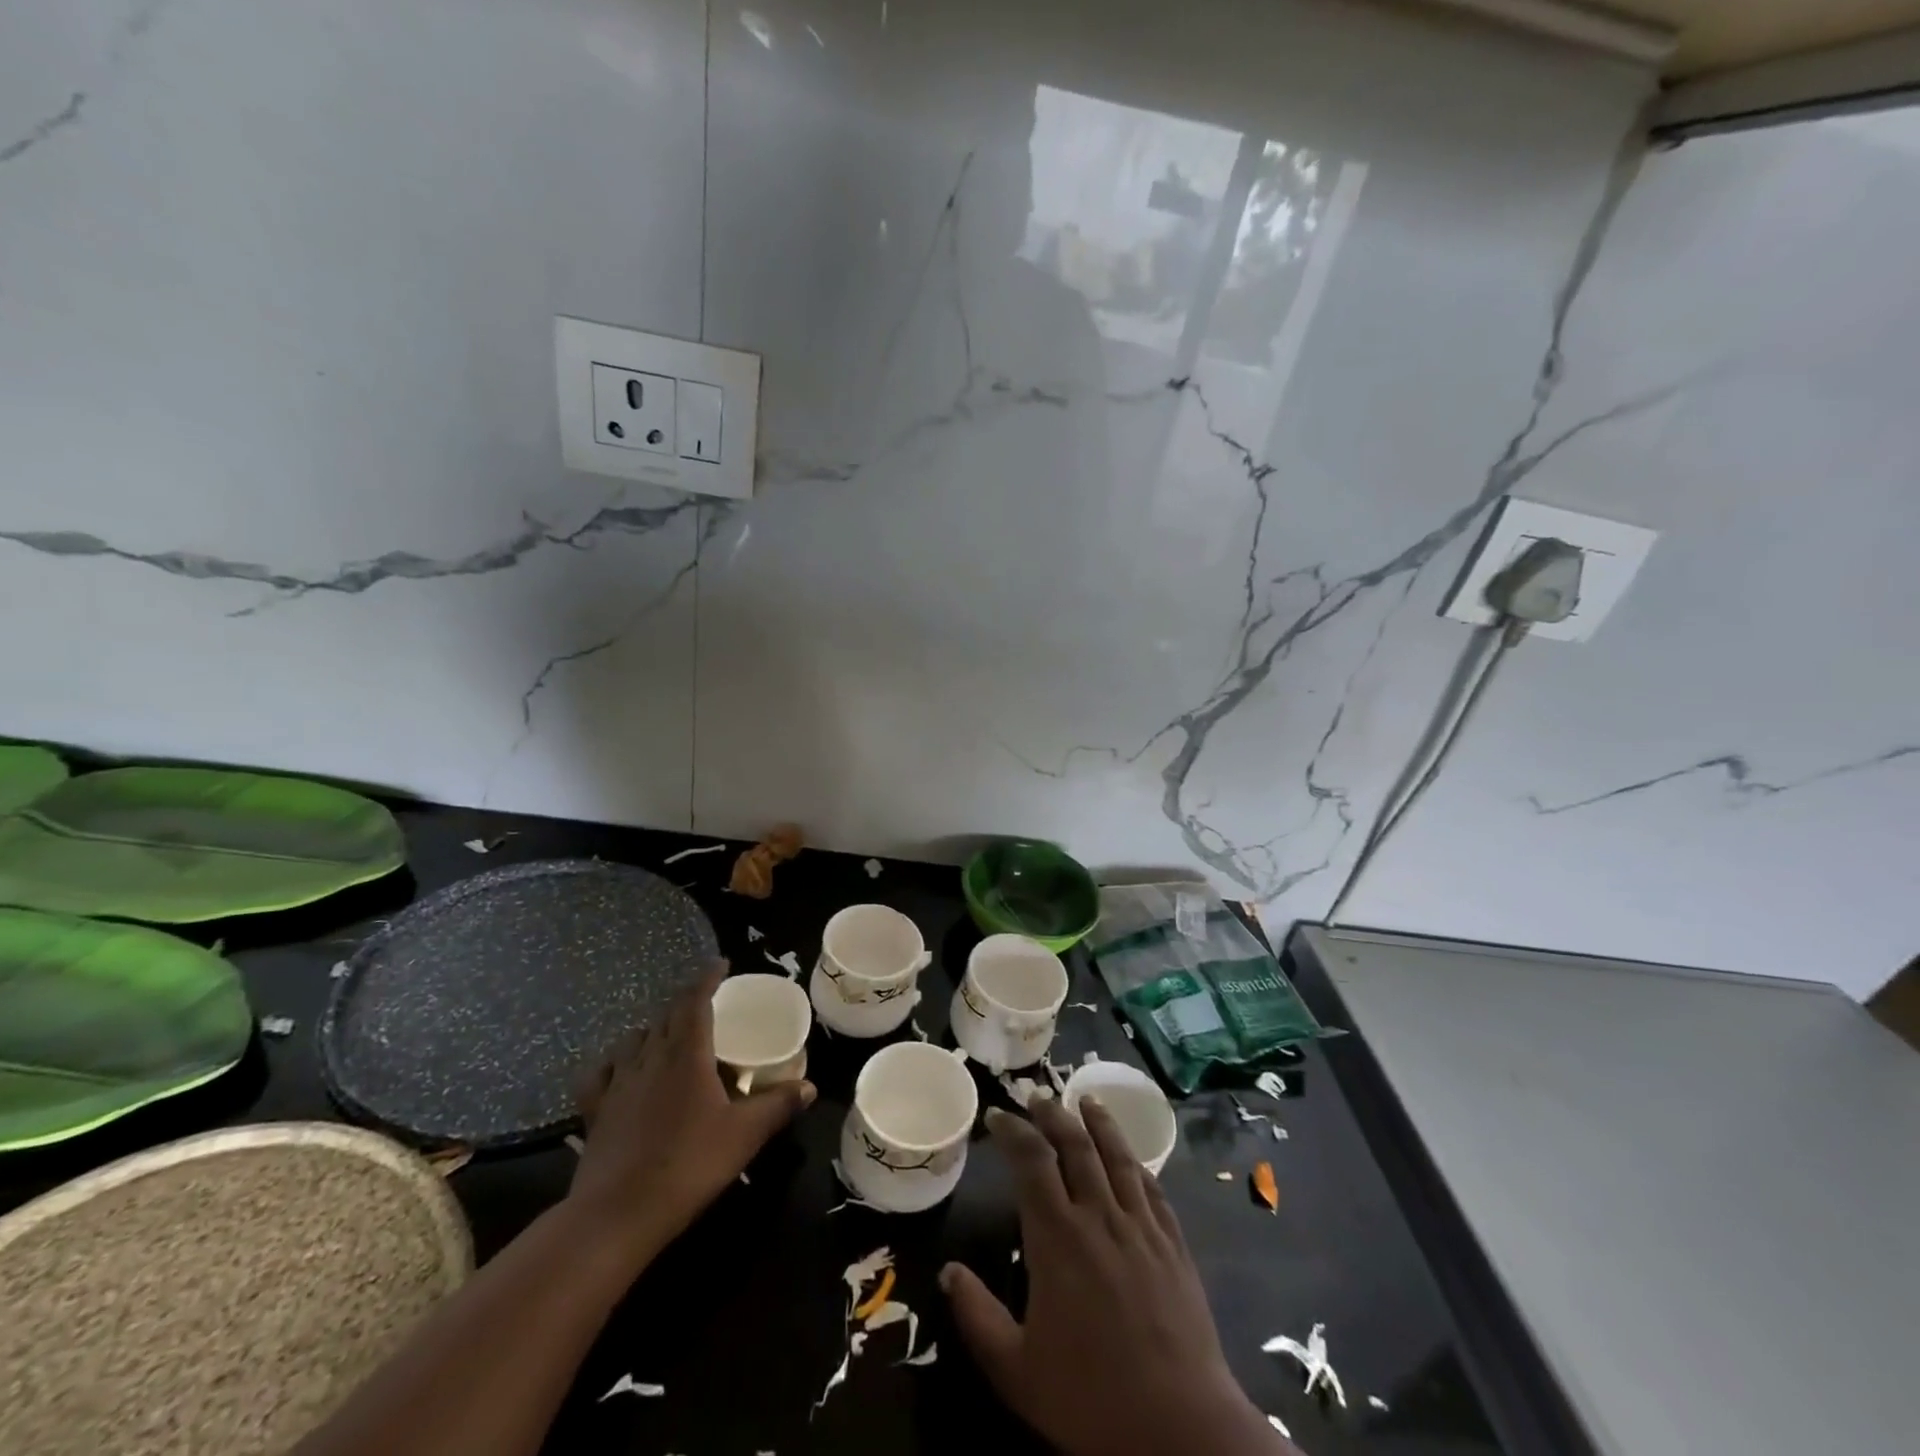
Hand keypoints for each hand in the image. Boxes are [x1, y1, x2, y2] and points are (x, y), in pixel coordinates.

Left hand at [568, 962, 814, 1266]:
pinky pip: (602, 1072)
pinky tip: (621, 1069)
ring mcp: (618, 1083)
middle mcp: (650, 1057)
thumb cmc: (688, 1165)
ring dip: (654, 1027)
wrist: (617, 1214)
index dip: (707, 978)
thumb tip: (810, 1087)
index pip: (695, 1000)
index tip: (720, 964)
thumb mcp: (745, 1135)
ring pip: (634, 1038)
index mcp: (686, 1054)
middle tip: (706, 1001)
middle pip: (666, 1014)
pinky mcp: (596, 1109)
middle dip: (685, 1000)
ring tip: (669, 1033)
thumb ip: (778, 1105)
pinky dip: (615, 1061)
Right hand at [941, 1101, 1290, 1455]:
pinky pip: (1153, 1188)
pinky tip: (1132, 1157)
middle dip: (1052, 1114)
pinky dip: (1137, 1163)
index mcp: (1057, 1237)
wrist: (1182, 1428)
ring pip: (1118, 1156)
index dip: (1012, 1130)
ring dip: (1099, 1122)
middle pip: (1075, 1145)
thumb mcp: (1017, 1370)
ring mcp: (1141, 1226)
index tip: (996, 1115)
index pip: (1031, 1160)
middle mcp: (1099, 1216)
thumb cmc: (1091, 1399)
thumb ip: (978, 1316)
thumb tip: (947, 1271)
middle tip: (1036, 1097)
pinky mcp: (1174, 1244)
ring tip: (1086, 1099)